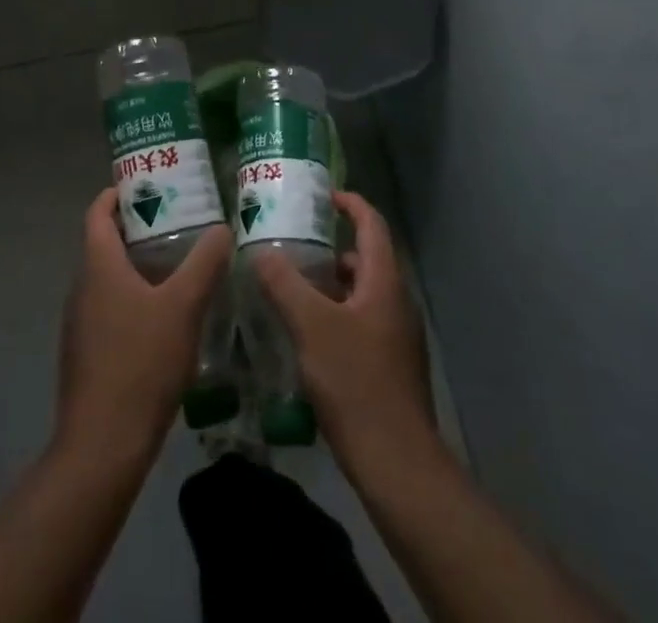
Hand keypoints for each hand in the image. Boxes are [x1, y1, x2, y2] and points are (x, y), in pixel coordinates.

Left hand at [57, 188, 232, 461]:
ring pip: (109, 277)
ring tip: (179, 262)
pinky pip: (110, 308)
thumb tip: (223, 228)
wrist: (102, 447)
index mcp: (98, 266)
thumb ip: (204, 263)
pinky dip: (134, 297)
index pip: (98, 212)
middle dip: (138, 227)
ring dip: (138, 264)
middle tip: (178, 219)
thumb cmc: (140, 363)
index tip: (149, 184)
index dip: (117, 193)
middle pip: (105, 242)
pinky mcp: (87, 353)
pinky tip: (166, 315)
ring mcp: (81, 323)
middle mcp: (82, 287)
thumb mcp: (183, 307)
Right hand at [252, 191, 436, 472]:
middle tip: (294, 243)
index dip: (350, 203)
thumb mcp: (311, 327)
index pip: (372, 224)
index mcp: (384, 282)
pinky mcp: (391, 366)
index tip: (323, 195)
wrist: (397, 463)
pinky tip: (308, 335)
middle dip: (332, 247)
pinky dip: (337, 314)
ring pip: (362, 293)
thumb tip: (260, 252)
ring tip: (293, 287)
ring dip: (332, 284)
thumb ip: (284, 284)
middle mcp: (396, 302)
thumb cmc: (356, 383)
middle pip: (366, 259)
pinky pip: (363, 322)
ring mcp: (397, 337)